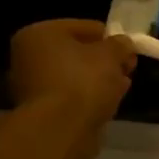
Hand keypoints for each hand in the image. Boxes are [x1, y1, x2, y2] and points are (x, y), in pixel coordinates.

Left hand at [9, 20, 137, 158]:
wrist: (60, 130)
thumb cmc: (83, 81)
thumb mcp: (111, 54)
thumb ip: (120, 45)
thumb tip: (123, 44)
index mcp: (39, 34)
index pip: (85, 27)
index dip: (111, 38)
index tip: (130, 51)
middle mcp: (28, 57)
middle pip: (77, 53)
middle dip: (104, 61)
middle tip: (127, 70)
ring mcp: (31, 86)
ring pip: (74, 76)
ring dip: (98, 80)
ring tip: (121, 88)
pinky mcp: (40, 112)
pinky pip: (70, 97)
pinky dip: (87, 99)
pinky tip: (107, 105)